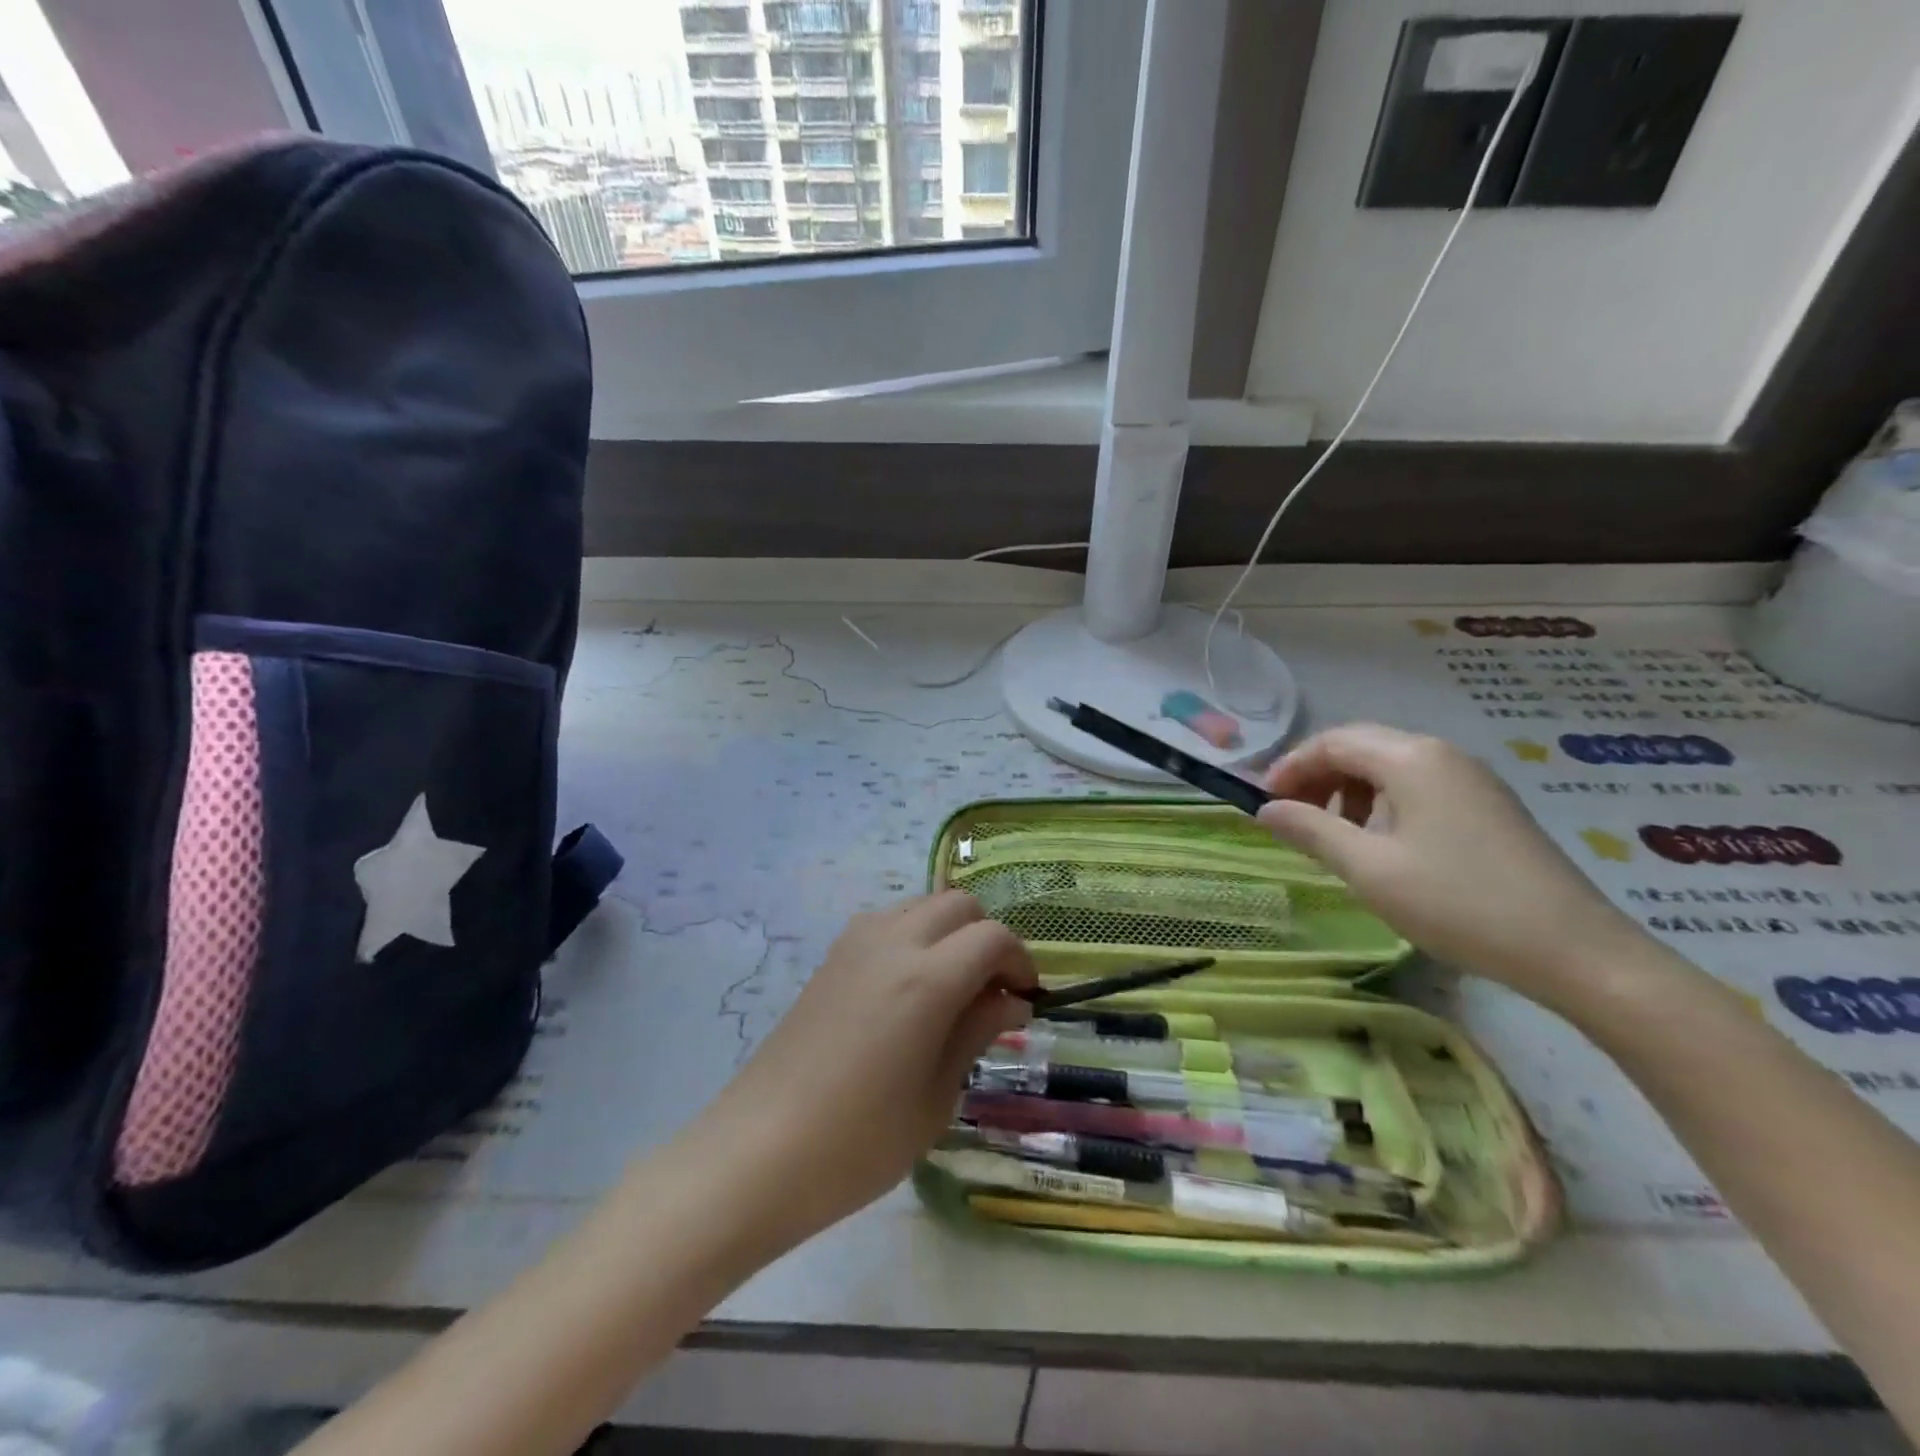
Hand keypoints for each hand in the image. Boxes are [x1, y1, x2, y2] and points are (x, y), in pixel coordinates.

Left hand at [693, 891, 1034, 1245]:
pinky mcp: (830, 957)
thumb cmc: (859, 1142)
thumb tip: (1011, 1000)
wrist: (758, 1151)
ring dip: (949, 931)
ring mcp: (855, 944)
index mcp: (927, 978)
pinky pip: (887, 921)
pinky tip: (907, 989)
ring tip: (951, 988)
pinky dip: (913, 935)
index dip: (1020, 961)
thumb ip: (976, 1032)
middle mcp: (893, 942)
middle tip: (992, 992)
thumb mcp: (936, 1097)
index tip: (1026, 1000)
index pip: (993, 937)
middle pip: (958, 904)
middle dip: (987, 937)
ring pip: (921, 904)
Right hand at [1257, 724, 1650, 1001]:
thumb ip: (1311, 830)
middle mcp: (1442, 755)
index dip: (1290, 767)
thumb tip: (1266, 810)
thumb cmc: (1458, 902)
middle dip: (1317, 777)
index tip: (1264, 803)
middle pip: (1361, 747)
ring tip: (1334, 836)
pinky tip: (1381, 845)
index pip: (1332, 742)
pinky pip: (1418, 788)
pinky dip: (1383, 805)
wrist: (1575, 951)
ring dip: (1349, 792)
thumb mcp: (1369, 869)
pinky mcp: (1488, 807)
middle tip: (1291, 818)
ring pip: (1390, 768)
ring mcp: (1471, 779)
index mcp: (1411, 758)